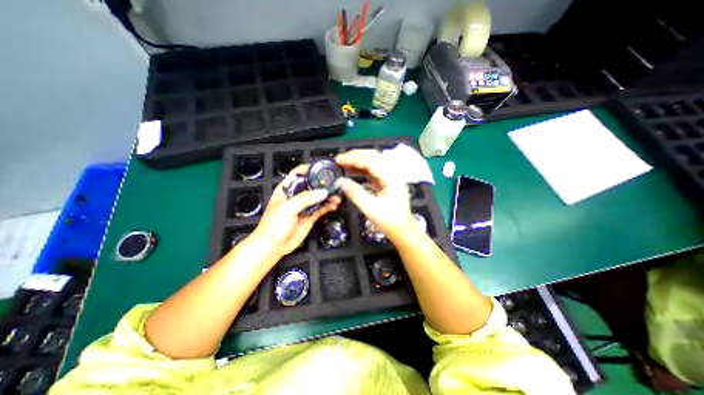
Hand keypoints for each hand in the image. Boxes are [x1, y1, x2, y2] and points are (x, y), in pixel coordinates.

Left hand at [250, 165, 341, 257]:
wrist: (273, 247)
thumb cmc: (273, 226)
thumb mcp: (287, 209)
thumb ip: (305, 199)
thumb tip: (323, 192)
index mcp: (287, 189)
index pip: (299, 173)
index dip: (310, 168)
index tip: (323, 168)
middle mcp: (297, 195)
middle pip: (312, 184)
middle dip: (323, 183)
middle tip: (335, 183)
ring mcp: (304, 206)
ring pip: (319, 197)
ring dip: (328, 195)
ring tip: (338, 196)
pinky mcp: (310, 216)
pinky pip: (322, 209)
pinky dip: (329, 206)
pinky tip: (335, 205)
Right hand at [334, 150, 412, 239]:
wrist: (402, 230)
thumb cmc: (389, 221)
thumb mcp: (370, 208)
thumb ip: (355, 193)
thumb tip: (341, 181)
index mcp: (392, 177)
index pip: (371, 161)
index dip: (353, 159)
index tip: (339, 160)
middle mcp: (392, 173)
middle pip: (373, 157)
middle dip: (355, 156)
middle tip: (340, 159)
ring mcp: (390, 177)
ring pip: (373, 163)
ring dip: (358, 162)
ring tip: (343, 164)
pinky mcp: (386, 183)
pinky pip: (372, 172)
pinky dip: (361, 170)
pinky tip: (352, 172)